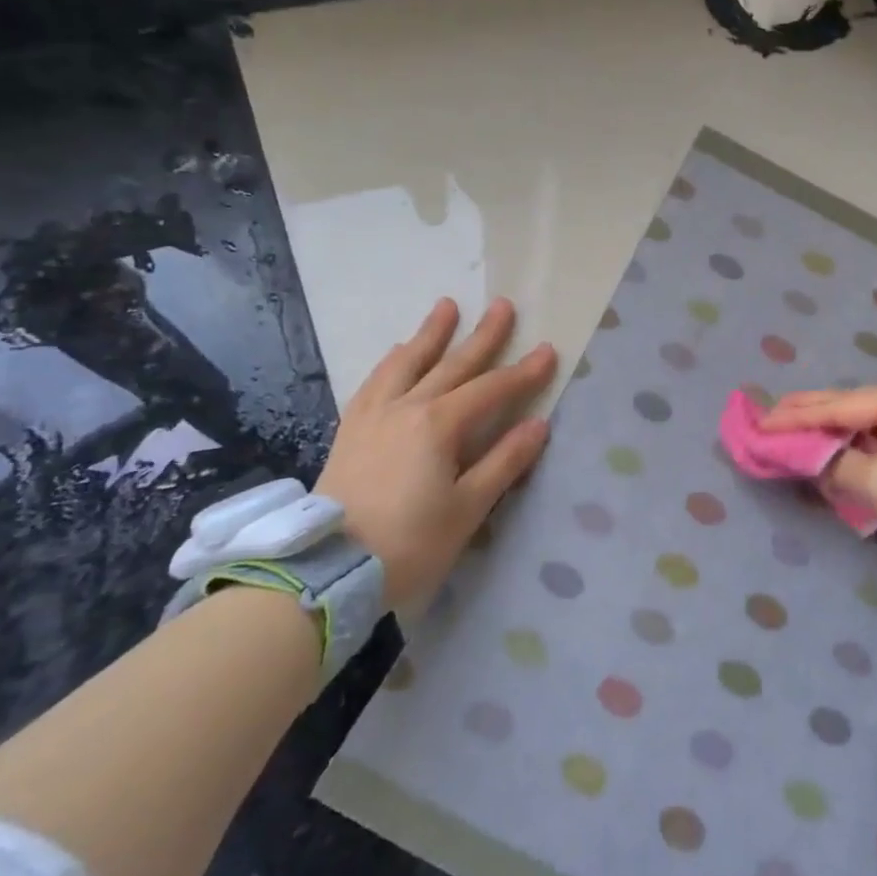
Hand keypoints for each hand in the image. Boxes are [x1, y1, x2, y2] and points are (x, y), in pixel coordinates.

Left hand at [315, 297, 556, 610]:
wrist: (328, 570)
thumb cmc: (409, 544)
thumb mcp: (468, 509)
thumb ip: (504, 462)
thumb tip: (538, 425)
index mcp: (439, 426)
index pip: (491, 390)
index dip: (523, 372)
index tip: (547, 351)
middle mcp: (406, 407)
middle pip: (452, 364)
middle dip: (482, 335)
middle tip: (503, 305)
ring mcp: (374, 415)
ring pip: (407, 363)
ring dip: (431, 334)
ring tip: (446, 306)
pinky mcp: (351, 429)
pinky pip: (375, 380)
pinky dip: (393, 360)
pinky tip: (399, 352)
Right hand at [760, 377, 876, 581]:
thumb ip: (837, 465)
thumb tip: (806, 458)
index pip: (836, 405)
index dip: (793, 418)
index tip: (757, 425)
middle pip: (847, 407)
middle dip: (806, 418)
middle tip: (763, 421)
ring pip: (861, 426)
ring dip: (827, 436)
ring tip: (786, 435)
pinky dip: (850, 452)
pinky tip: (826, 454)